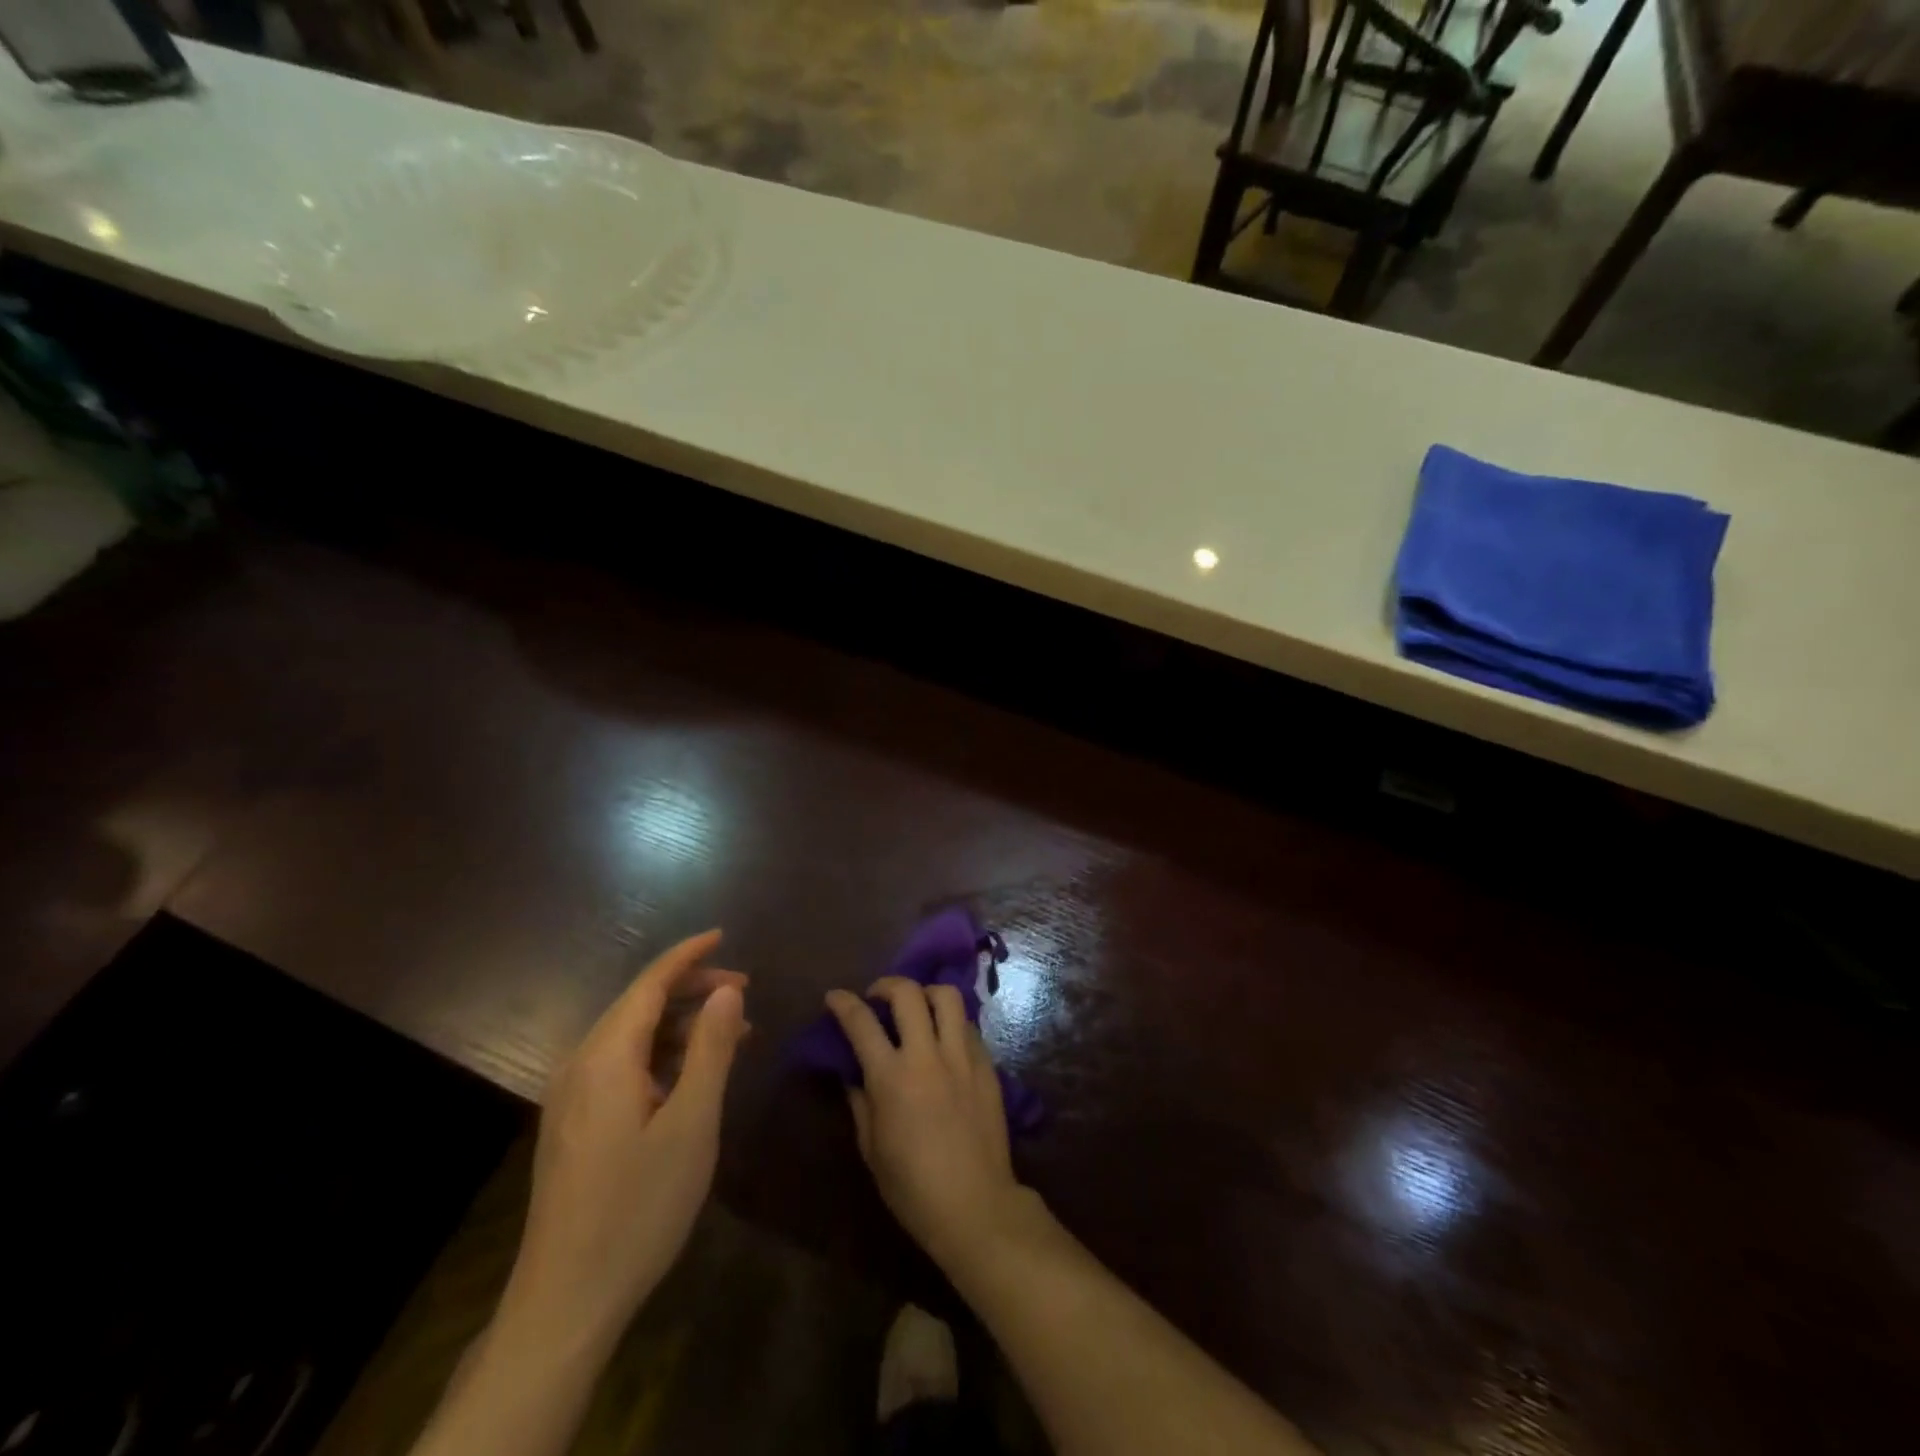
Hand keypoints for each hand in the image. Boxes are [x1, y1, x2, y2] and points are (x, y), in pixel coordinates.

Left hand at [502, 930, 747, 1352]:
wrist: (565, 1302)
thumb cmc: (638, 1207)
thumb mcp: (691, 1124)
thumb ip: (710, 1048)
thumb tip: (726, 990)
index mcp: (606, 1057)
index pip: (649, 983)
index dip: (688, 955)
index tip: (723, 934)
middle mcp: (580, 1065)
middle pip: (639, 1004)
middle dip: (691, 988)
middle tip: (744, 991)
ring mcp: (571, 1097)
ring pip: (631, 1035)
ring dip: (680, 1024)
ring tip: (732, 1032)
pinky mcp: (573, 1124)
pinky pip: (621, 1065)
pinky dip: (661, 1054)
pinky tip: (692, 1073)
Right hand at [826, 977, 1026, 1270]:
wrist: (975, 1205)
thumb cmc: (913, 1188)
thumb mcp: (872, 1149)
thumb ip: (860, 1102)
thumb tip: (853, 1074)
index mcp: (891, 1078)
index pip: (861, 1023)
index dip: (843, 1003)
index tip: (835, 997)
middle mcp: (927, 1056)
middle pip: (908, 993)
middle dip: (887, 984)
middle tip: (878, 997)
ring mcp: (962, 1057)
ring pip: (947, 997)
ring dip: (926, 993)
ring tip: (917, 1007)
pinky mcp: (987, 1065)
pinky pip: (968, 1025)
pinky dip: (951, 1022)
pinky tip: (944, 1039)